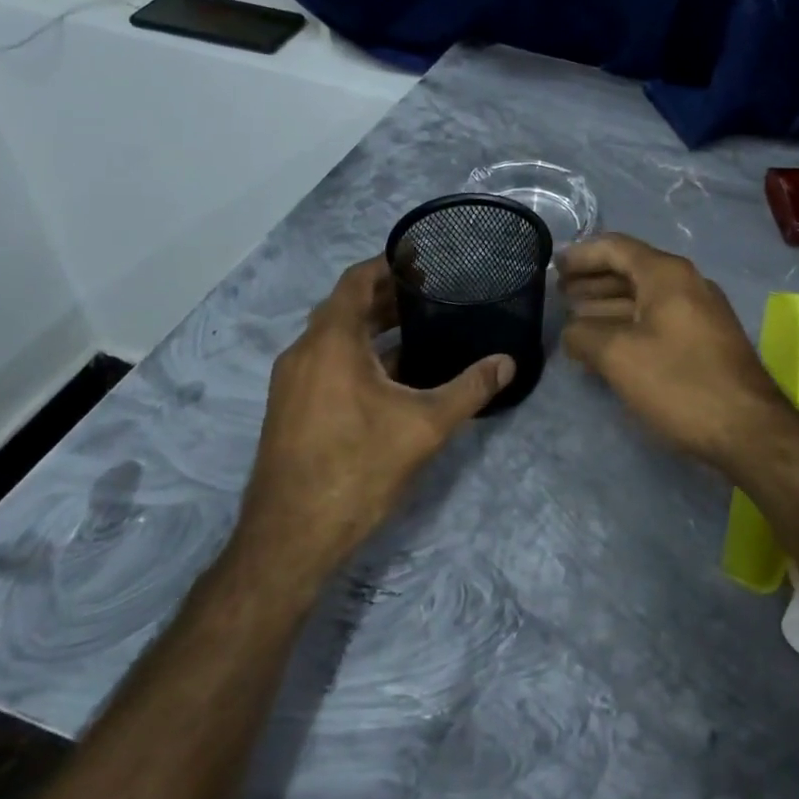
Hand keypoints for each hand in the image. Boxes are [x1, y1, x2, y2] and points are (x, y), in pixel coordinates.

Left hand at [238, 257, 512, 570]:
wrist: (290, 539)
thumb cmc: (358, 468)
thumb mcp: (425, 426)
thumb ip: (470, 388)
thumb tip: (508, 361)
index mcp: (330, 342)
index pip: (356, 281)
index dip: (388, 264)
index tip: (423, 259)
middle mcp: (304, 353)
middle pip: (345, 307)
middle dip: (386, 297)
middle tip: (432, 293)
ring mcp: (291, 383)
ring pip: (334, 337)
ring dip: (372, 327)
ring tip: (419, 326)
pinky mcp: (290, 408)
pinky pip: (326, 362)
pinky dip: (357, 354)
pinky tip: (393, 375)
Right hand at [559, 233, 798, 468]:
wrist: (748, 428)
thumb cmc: (680, 382)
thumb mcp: (619, 356)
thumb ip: (584, 335)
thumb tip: (571, 331)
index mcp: (667, 274)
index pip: (616, 247)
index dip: (581, 254)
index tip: (553, 266)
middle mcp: (687, 283)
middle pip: (630, 270)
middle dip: (592, 280)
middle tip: (558, 294)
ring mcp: (700, 312)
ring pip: (644, 298)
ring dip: (607, 304)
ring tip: (574, 318)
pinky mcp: (705, 340)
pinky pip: (658, 319)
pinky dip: (628, 324)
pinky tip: (607, 344)